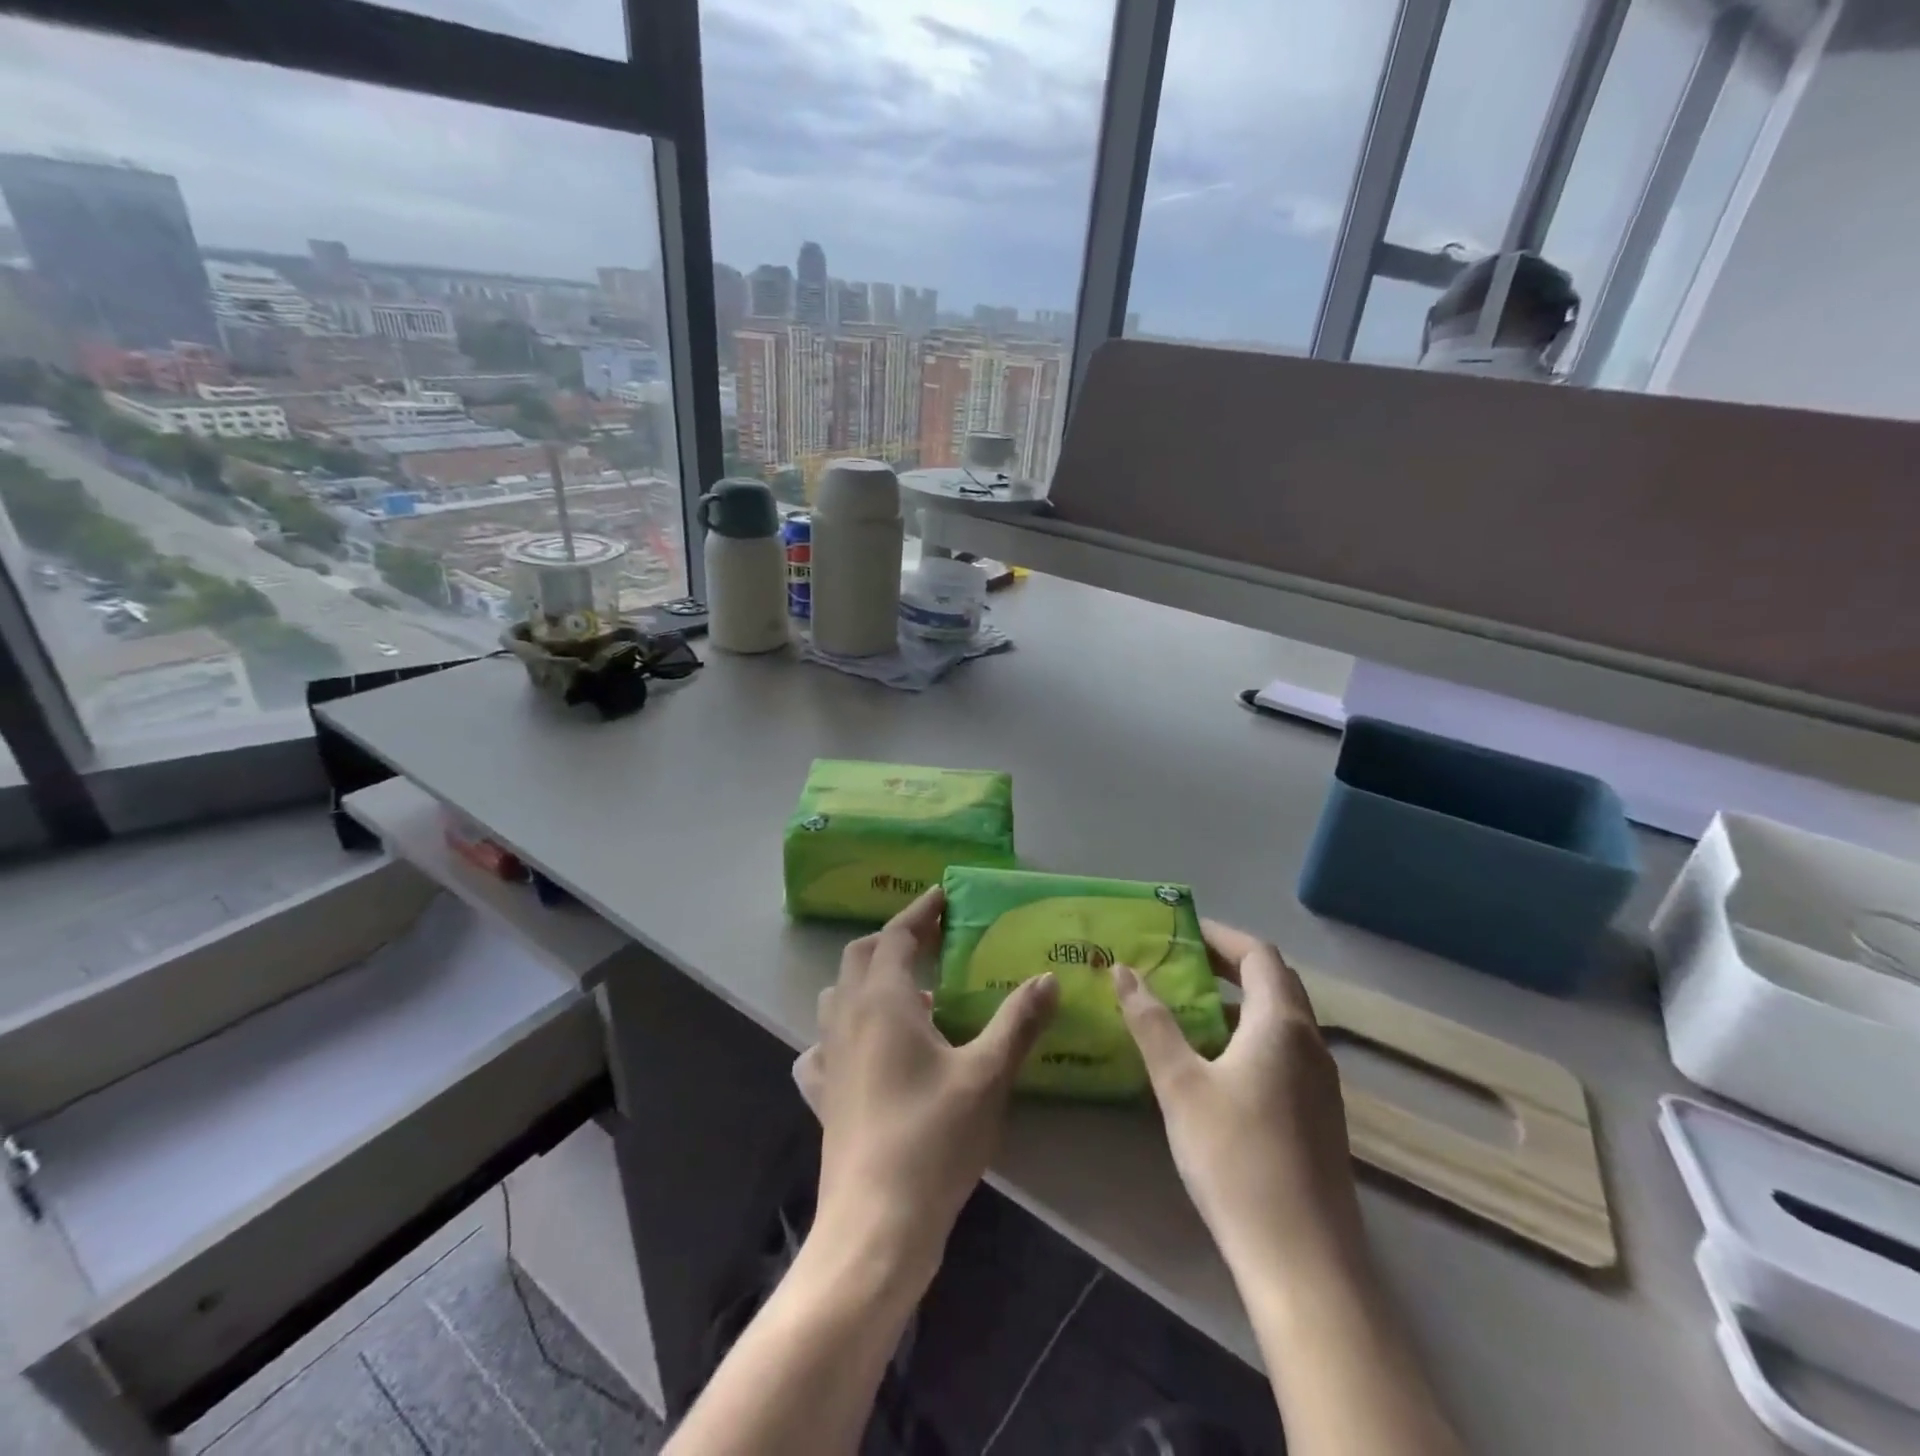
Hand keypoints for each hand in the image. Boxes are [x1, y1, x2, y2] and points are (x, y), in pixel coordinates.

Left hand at [794, 887, 1058, 1292]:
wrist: (875, 1225)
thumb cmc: (934, 1139)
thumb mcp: (987, 1075)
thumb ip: (1018, 1022)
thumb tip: (1047, 978)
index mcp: (883, 1001)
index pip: (895, 936)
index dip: (919, 913)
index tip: (941, 896)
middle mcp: (847, 1018)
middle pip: (860, 957)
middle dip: (893, 939)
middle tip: (930, 940)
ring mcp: (828, 1057)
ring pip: (837, 996)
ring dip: (867, 981)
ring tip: (908, 996)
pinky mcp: (822, 1095)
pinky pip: (823, 1046)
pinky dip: (842, 1033)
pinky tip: (862, 1052)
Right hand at [1111, 921, 1360, 1277]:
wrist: (1302, 1261)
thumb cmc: (1235, 1158)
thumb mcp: (1180, 1084)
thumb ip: (1152, 1022)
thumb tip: (1124, 971)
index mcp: (1281, 1025)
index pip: (1258, 955)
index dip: (1220, 935)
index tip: (1181, 930)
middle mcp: (1310, 1044)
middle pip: (1274, 983)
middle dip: (1228, 965)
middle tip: (1180, 963)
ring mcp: (1321, 1084)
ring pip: (1280, 1021)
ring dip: (1237, 1004)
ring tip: (1188, 1009)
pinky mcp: (1318, 1117)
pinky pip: (1283, 1053)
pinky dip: (1249, 1038)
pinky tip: (1214, 1066)